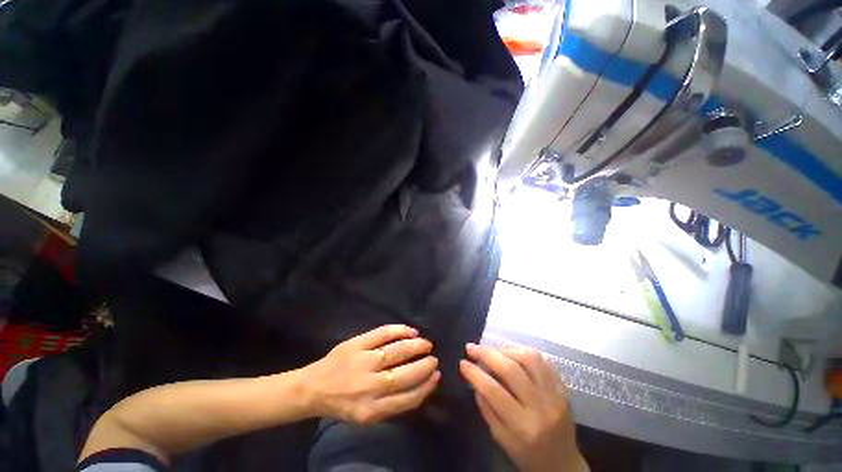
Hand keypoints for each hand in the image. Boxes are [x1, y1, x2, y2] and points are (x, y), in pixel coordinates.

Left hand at [304, 325, 439, 424]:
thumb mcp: (366, 415)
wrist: (313, 388)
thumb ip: (392, 404)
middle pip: (404, 375)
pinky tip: (410, 331)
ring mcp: (362, 362)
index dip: (426, 386)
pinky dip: (399, 330)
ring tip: (426, 344)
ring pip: (396, 351)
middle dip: (423, 366)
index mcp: (371, 411)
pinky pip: (382, 334)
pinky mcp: (356, 344)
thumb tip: (419, 384)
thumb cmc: (342, 404)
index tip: (436, 376)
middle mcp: (368, 387)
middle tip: (433, 358)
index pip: (407, 399)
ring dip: (415, 346)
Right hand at [460, 344, 586, 471]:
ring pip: (529, 359)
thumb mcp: (501, 439)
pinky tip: (513, 355)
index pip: (494, 391)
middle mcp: (541, 407)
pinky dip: (524, 353)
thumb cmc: (527, 455)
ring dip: (506, 350)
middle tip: (472, 348)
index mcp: (523, 427)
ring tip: (493, 352)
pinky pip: (544, 361)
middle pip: (510, 369)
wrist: (563, 465)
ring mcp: (555, 395)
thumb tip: (474, 379)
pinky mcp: (563, 389)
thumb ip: (486, 408)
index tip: (462, 363)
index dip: (475, 373)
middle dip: (486, 354)